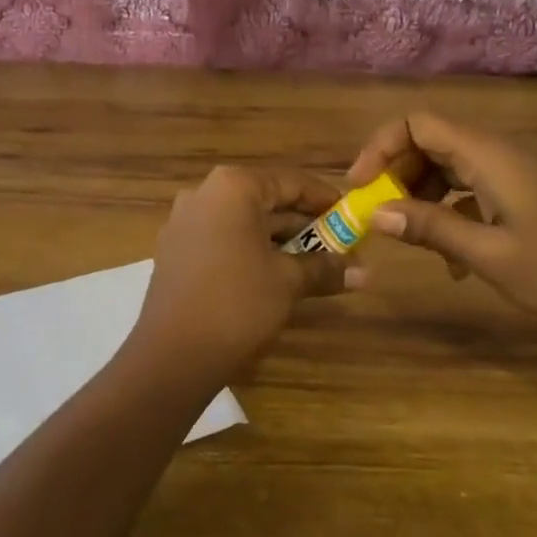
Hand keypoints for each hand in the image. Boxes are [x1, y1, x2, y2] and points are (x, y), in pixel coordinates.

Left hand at [130, 166, 351, 384]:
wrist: (172, 355)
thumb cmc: (237, 304)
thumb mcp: (288, 282)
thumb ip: (325, 268)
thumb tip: (364, 272)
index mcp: (232, 187)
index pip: (290, 182)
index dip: (325, 200)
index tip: (352, 217)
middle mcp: (204, 193)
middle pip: (265, 200)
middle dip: (304, 224)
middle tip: (340, 246)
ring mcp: (184, 221)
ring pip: (244, 222)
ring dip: (279, 240)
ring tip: (316, 264)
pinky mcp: (175, 249)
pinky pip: (222, 238)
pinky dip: (251, 250)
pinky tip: (275, 275)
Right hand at [345, 113, 536, 337]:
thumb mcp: (489, 255)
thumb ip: (431, 229)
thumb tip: (375, 214)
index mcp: (489, 154)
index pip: (417, 123)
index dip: (380, 147)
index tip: (360, 186)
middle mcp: (500, 149)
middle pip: (431, 140)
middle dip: (398, 173)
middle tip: (381, 214)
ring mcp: (517, 169)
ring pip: (450, 163)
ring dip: (423, 193)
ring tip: (412, 237)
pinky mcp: (527, 189)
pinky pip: (474, 184)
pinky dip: (452, 207)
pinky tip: (452, 256)